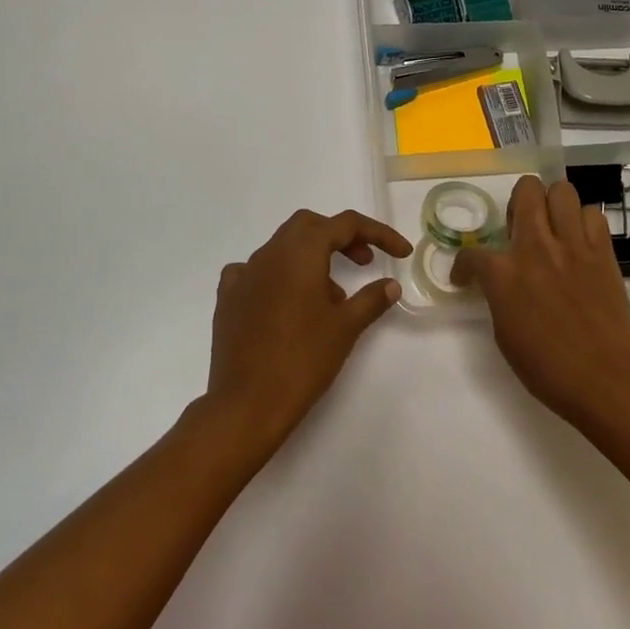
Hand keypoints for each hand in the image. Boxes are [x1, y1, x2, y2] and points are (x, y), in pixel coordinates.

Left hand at [206, 209, 411, 446]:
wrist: (246, 404)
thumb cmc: (303, 360)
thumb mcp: (346, 328)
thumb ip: (371, 299)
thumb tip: (391, 285)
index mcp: (301, 252)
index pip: (345, 224)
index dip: (378, 233)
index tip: (401, 253)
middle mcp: (270, 252)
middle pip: (310, 226)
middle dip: (341, 237)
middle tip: (364, 262)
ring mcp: (245, 274)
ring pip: (283, 247)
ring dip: (312, 258)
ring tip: (332, 296)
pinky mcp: (228, 297)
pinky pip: (255, 271)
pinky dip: (278, 276)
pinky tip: (286, 301)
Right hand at [454, 176, 629, 427]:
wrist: (606, 378)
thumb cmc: (548, 367)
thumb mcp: (504, 333)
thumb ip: (499, 296)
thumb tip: (502, 284)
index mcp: (503, 273)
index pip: (471, 254)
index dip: (464, 266)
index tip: (468, 277)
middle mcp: (536, 247)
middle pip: (526, 190)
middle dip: (518, 201)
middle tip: (520, 227)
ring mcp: (573, 245)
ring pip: (562, 190)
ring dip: (553, 204)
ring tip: (553, 227)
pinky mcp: (603, 252)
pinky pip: (594, 215)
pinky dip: (584, 222)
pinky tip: (580, 243)